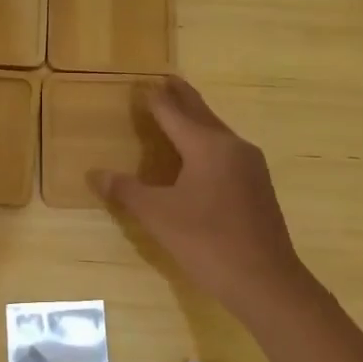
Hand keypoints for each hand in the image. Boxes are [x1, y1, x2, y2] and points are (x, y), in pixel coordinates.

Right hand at [93, 77, 311, 316]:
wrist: (267, 281)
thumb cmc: (208, 242)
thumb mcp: (158, 216)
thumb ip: (126, 191)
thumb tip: (95, 173)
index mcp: (207, 146)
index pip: (174, 112)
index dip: (155, 98)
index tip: (142, 82)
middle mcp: (232, 146)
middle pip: (200, 113)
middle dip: (181, 97)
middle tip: (164, 80)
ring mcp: (250, 166)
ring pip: (216, 132)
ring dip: (196, 119)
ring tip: (178, 112)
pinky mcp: (258, 185)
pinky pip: (226, 150)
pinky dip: (207, 141)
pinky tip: (200, 155)